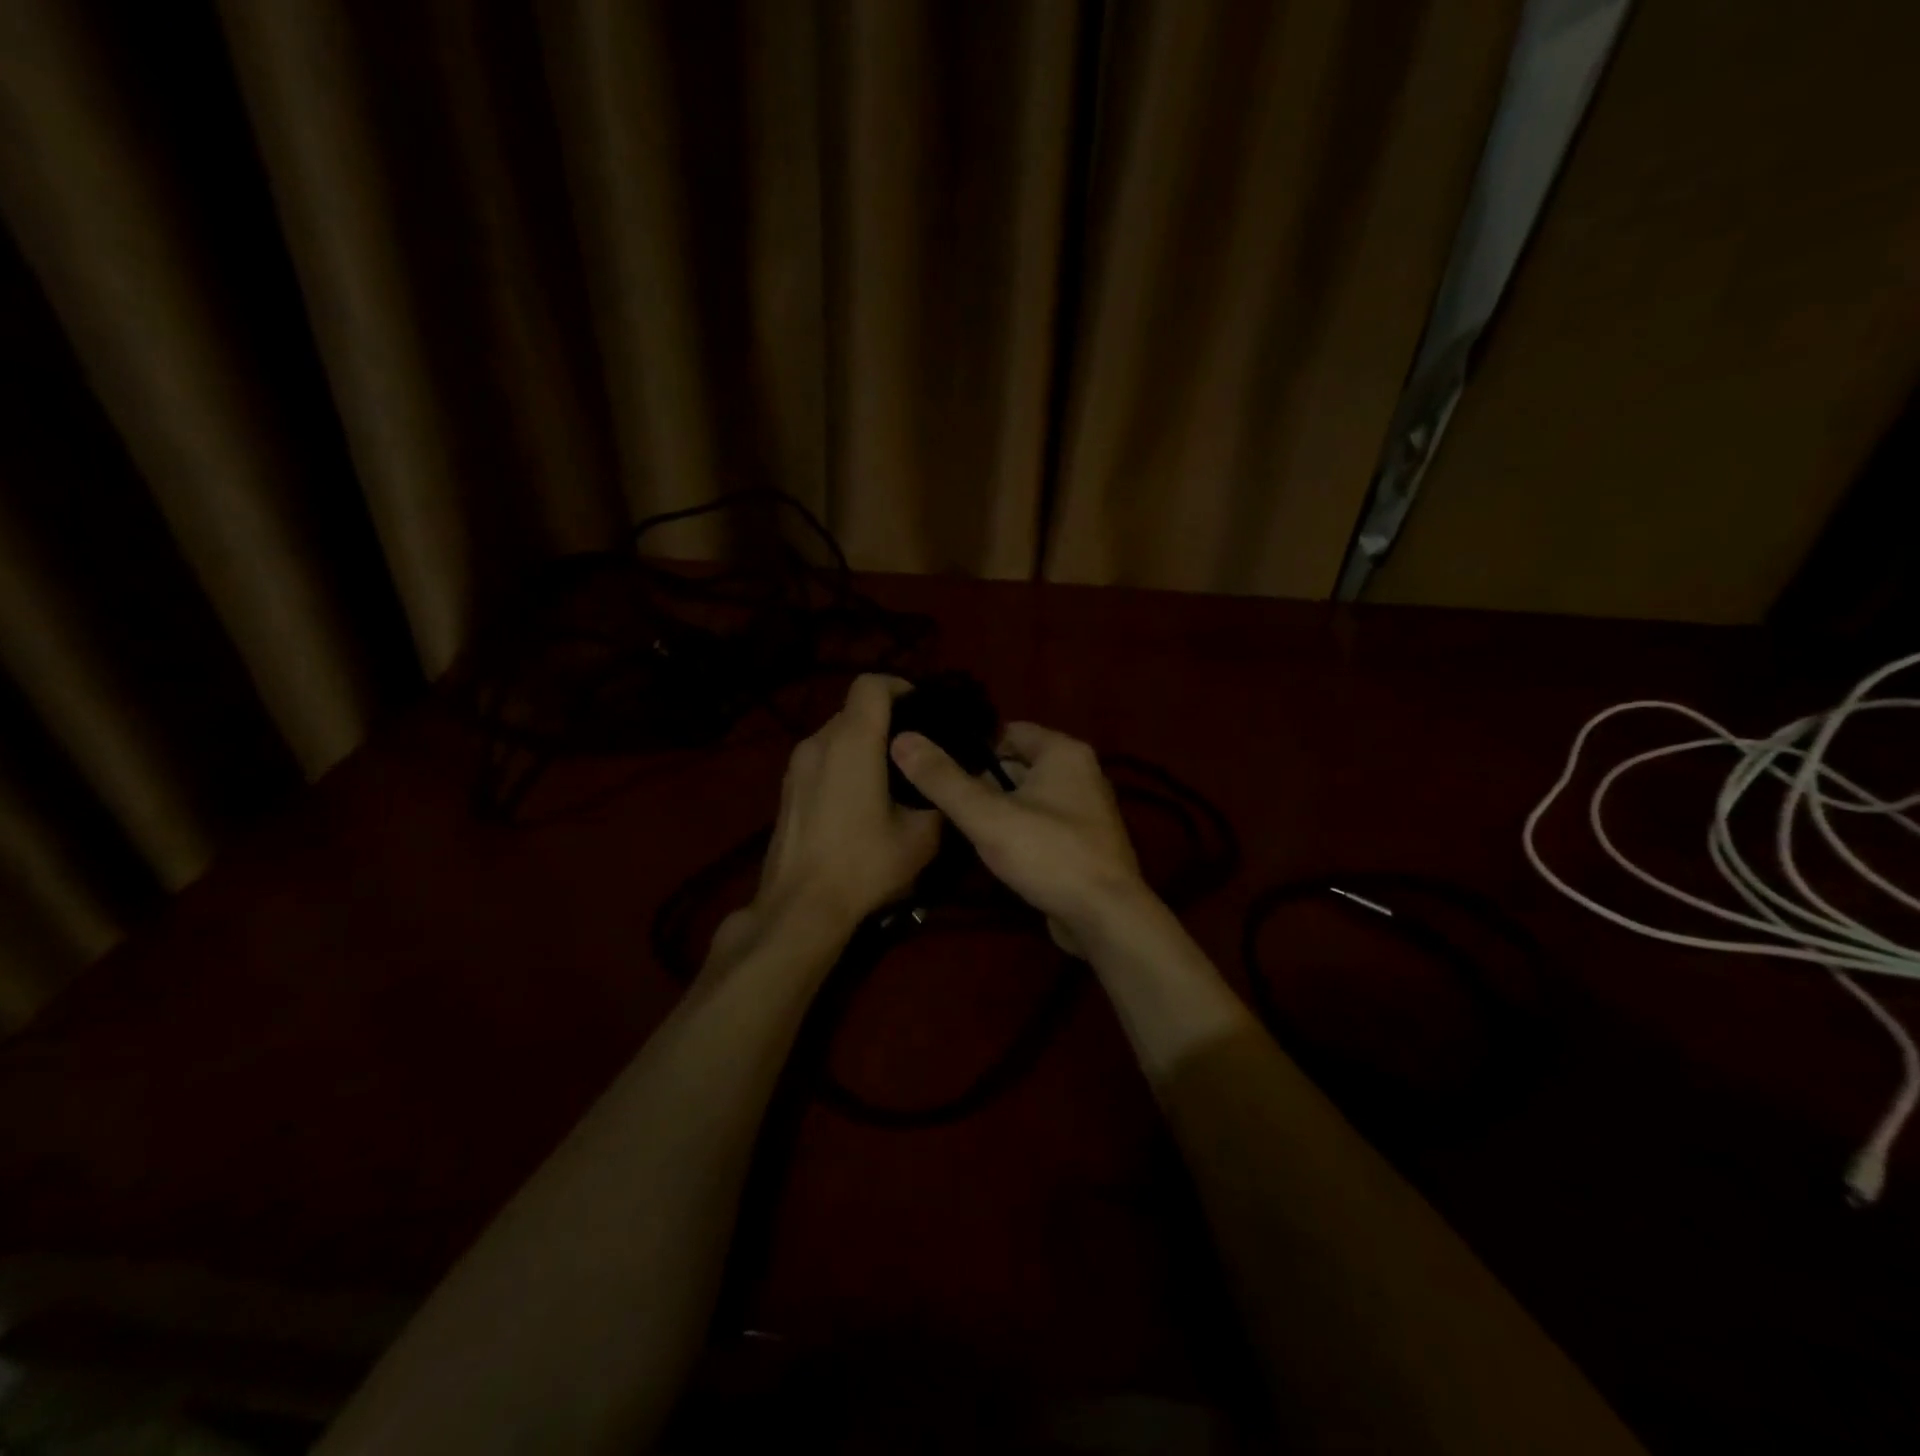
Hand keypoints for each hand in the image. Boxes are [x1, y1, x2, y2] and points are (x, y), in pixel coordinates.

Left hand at [721, 675, 941, 959]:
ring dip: (863, 744)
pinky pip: (821, 758)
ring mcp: (795, 765)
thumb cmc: (864, 865)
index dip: (901, 687)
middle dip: (886, 720)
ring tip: (890, 777)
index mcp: (852, 742)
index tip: (924, 711)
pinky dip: (843, 763)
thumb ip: (939, 797)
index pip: (871, 684)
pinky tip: (859, 800)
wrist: (800, 907)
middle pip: (854, 710)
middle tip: (915, 750)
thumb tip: (949, 783)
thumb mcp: (922, 836)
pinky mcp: (786, 789)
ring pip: (836, 735)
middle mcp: (818, 742)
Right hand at [889, 721, 1151, 951]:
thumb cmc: (1049, 854)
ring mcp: (1084, 810)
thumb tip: (902, 740)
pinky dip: (1014, 830)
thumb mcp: (987, 815)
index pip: (1006, 731)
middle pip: (1015, 764)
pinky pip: (1038, 824)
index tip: (932, 760)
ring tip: (952, 821)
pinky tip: (986, 848)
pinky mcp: (1081, 843)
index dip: (968, 744)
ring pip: (1025, 797)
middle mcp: (1079, 773)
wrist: (1106, 918)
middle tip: (936, 795)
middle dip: (979, 780)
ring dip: (995, 808)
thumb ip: (943, 779)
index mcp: (1063, 752)